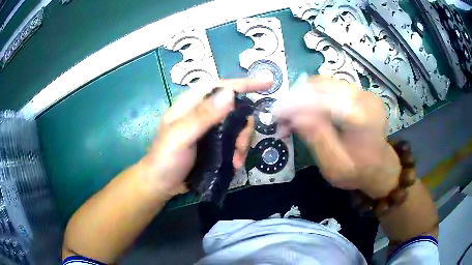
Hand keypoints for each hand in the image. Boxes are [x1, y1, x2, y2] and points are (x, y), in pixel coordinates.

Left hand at [139, 79, 270, 198]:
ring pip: (238, 126)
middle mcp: (203, 112)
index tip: (268, 82)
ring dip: (242, 144)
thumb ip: (202, 116)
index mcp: (192, 103)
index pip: (220, 86)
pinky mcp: (214, 143)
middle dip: (244, 128)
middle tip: (240, 148)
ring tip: (235, 161)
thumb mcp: (180, 137)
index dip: (244, 83)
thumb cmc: (165, 159)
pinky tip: (234, 164)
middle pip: (235, 108)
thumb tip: (229, 94)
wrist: (161, 184)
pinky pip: (234, 141)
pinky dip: (239, 151)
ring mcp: (210, 128)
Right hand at [273, 76, 401, 197]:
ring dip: (303, 96)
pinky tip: (306, 110)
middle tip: (281, 118)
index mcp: (363, 119)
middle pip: (323, 87)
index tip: (276, 114)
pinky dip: (313, 96)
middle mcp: (365, 99)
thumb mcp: (335, 166)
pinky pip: (331, 87)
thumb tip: (295, 116)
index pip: (324, 101)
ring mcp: (364, 92)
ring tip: (292, 116)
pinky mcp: (360, 92)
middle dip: (297, 99)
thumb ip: (317, 139)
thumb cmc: (358, 171)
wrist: (380, 166)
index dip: (297, 104)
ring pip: (325, 84)